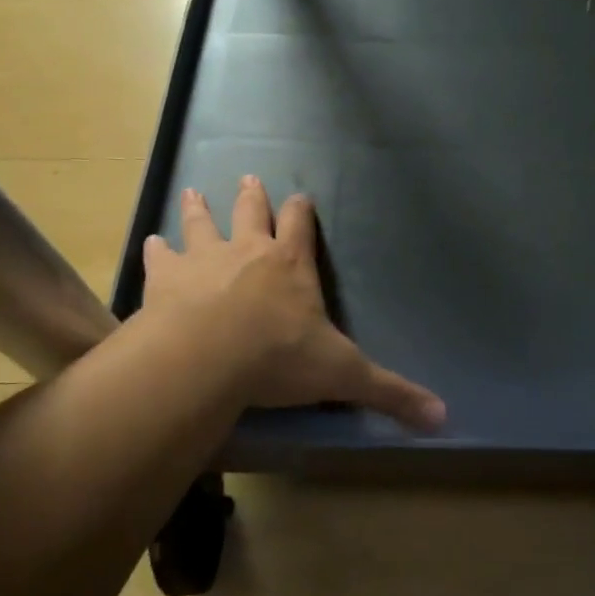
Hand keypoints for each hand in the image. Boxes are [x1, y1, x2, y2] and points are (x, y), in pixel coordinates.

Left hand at [142, 176, 445, 432]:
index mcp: (291, 266)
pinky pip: (160, 258)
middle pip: (250, 213)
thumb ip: (390, 393)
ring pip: (202, 225)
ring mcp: (203, 261)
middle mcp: (248, 252)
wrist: (206, 358)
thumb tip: (443, 418)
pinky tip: (151, 243)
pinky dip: (156, 251)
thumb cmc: (279, 359)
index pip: (300, 226)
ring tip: (193, 193)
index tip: (300, 197)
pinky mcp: (165, 280)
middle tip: (247, 177)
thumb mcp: (344, 375)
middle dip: (252, 197)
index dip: (301, 211)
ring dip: (199, 210)